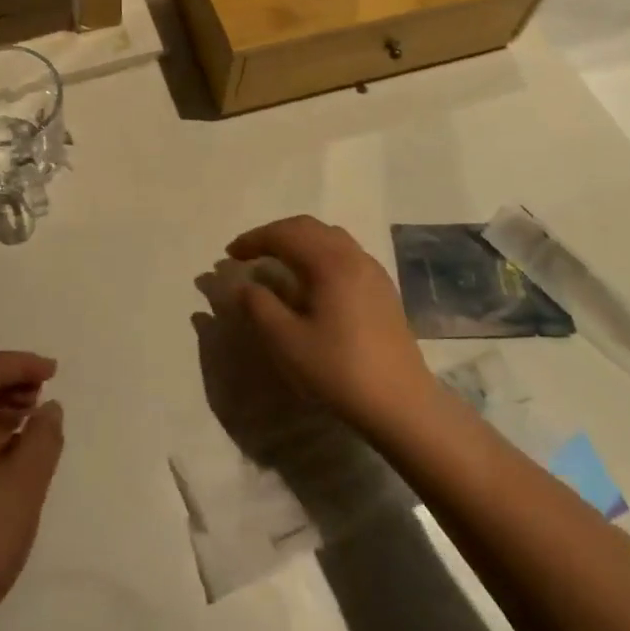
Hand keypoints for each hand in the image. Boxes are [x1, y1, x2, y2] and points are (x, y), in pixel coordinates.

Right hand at [225, 216, 436, 438]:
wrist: (400, 403)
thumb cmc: (339, 371)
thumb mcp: (287, 342)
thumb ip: (259, 307)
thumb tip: (244, 285)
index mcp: (330, 262)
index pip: (284, 234)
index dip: (253, 240)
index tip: (229, 255)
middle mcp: (354, 256)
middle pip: (308, 227)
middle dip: (275, 234)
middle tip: (249, 253)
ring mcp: (372, 270)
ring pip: (329, 237)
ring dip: (298, 241)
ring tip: (276, 262)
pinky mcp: (382, 288)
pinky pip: (344, 254)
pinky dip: (318, 254)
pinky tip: (310, 280)